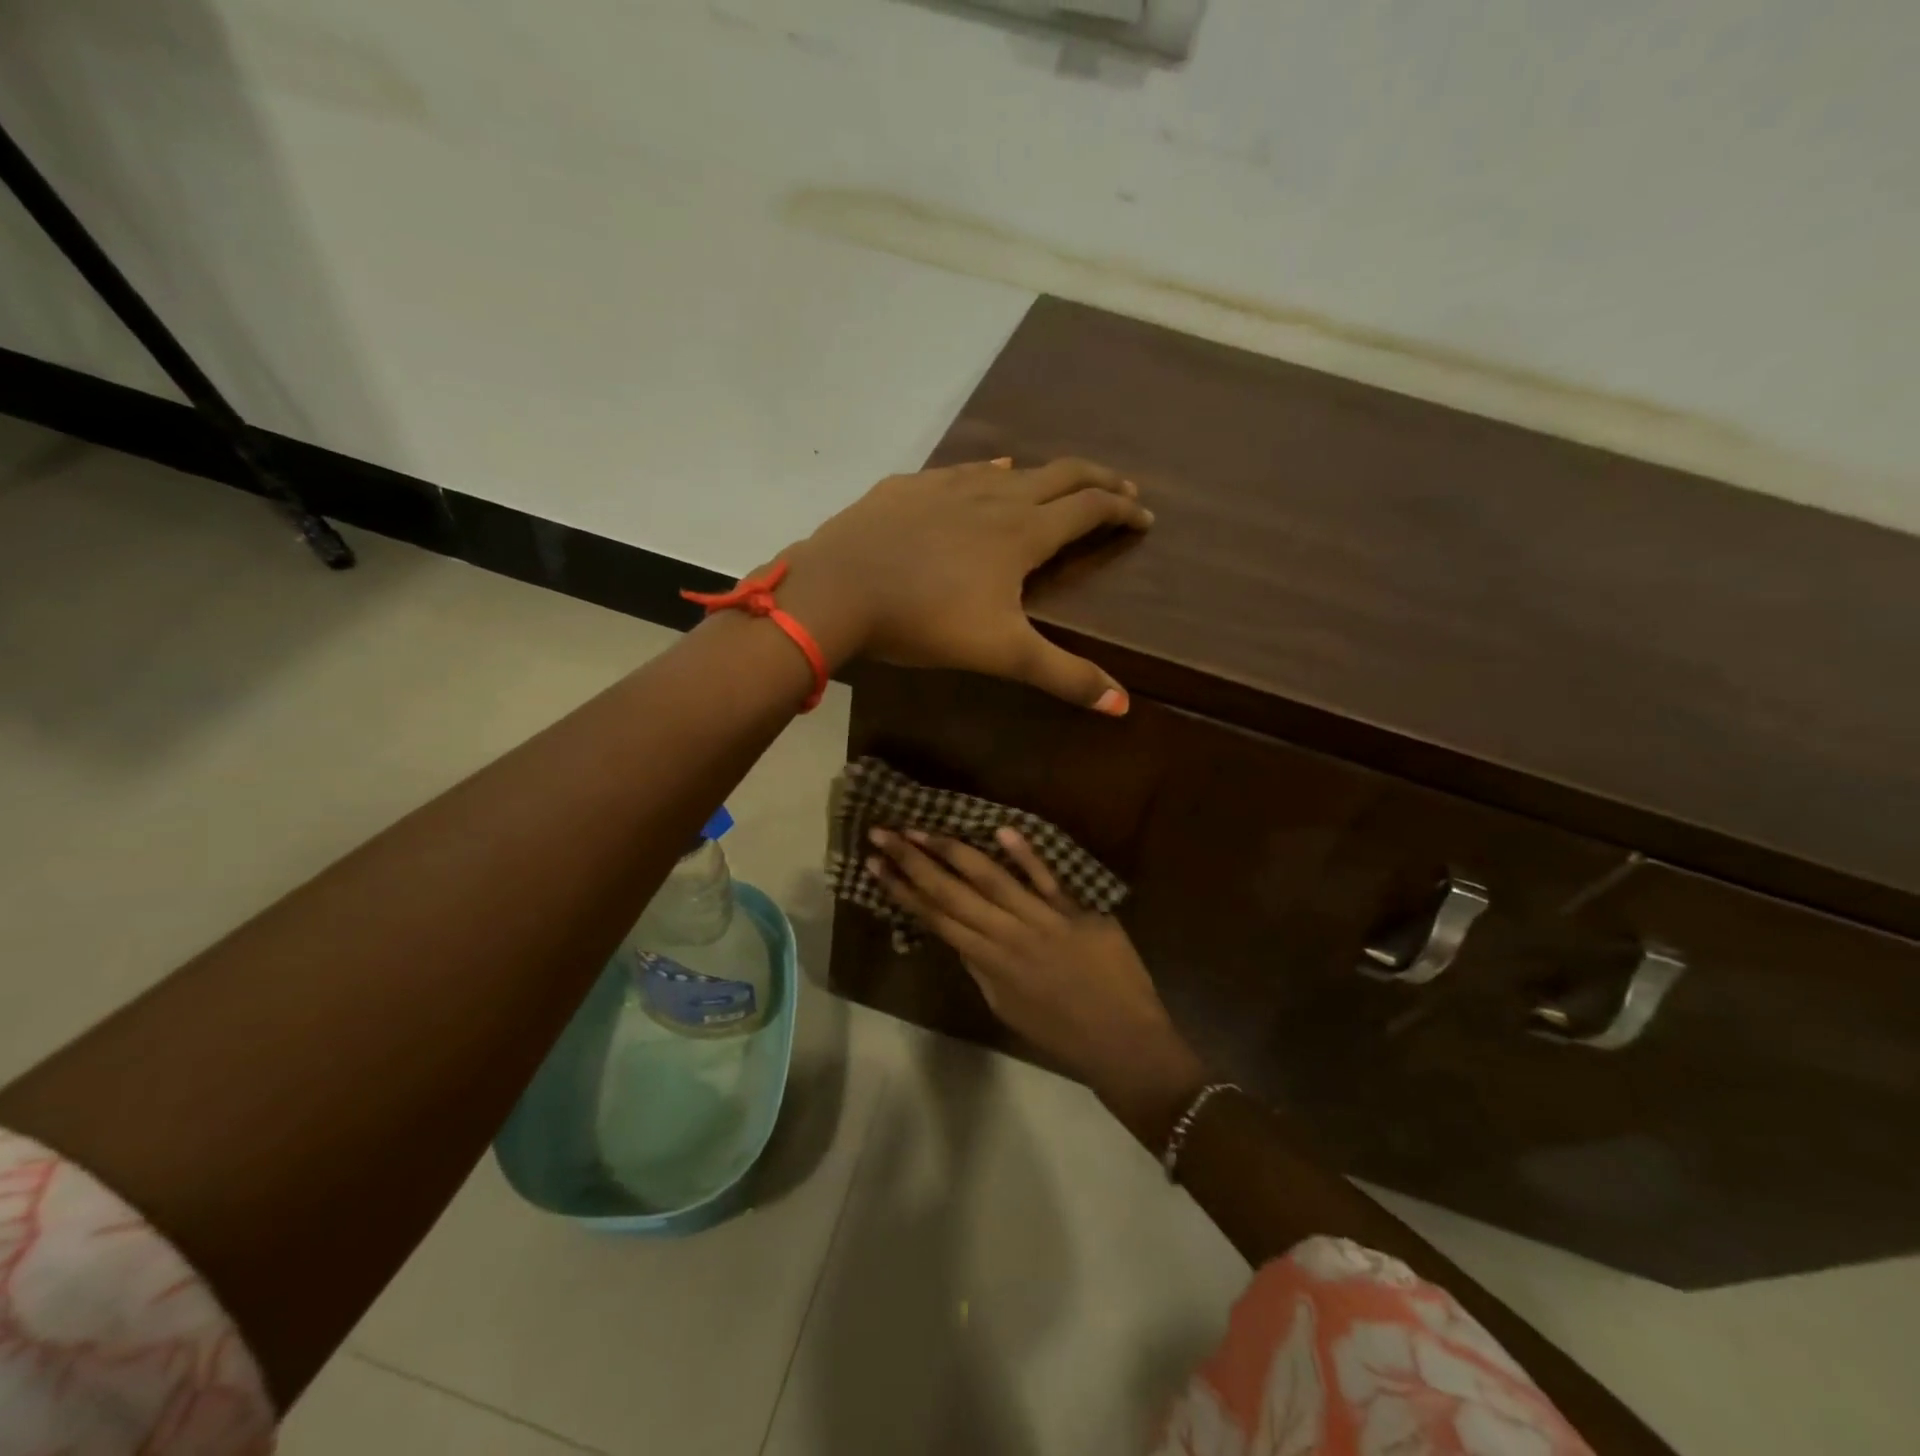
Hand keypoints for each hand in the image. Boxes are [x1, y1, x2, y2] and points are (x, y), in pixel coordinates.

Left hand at [781, 457, 1150, 711]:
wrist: (837, 590)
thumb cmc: (924, 621)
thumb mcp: (1001, 654)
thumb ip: (1063, 676)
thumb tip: (1122, 705)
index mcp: (1023, 532)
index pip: (1088, 509)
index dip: (1122, 511)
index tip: (1144, 518)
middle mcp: (994, 497)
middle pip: (1060, 475)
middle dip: (1097, 481)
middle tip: (1121, 489)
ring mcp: (948, 486)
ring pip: (1012, 469)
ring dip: (1045, 475)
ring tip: (1060, 484)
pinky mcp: (909, 487)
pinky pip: (964, 470)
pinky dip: (990, 470)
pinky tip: (988, 470)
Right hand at [866, 824, 1208, 1144]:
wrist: (1124, 1044)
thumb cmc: (1062, 1034)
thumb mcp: (1007, 1008)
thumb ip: (981, 969)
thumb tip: (959, 936)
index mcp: (989, 963)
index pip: (936, 918)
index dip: (902, 890)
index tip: (876, 865)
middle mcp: (1007, 935)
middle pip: (951, 892)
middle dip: (914, 861)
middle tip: (883, 833)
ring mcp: (1043, 920)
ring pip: (990, 878)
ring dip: (953, 850)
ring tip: (922, 827)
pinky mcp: (1077, 911)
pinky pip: (1047, 878)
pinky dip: (1025, 854)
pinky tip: (1001, 829)